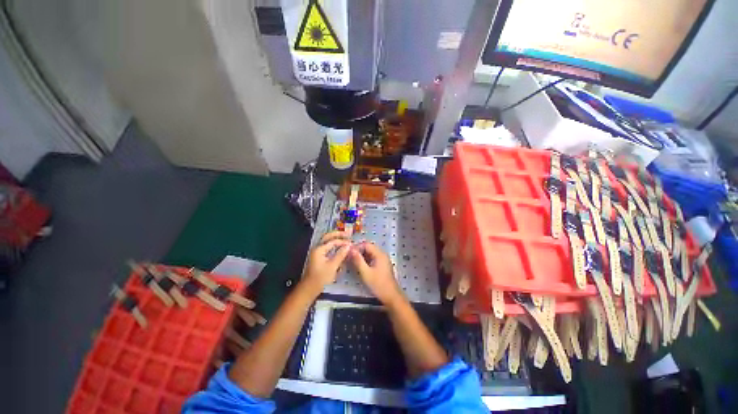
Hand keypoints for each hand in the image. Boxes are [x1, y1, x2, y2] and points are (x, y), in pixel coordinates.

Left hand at [302, 231, 350, 295]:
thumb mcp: (332, 266)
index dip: (343, 241)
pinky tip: (339, 247)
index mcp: (319, 249)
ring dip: (335, 238)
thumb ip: (341, 254)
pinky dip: (333, 245)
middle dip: (338, 234)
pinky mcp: (319, 257)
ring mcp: (317, 252)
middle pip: (328, 237)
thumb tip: (348, 246)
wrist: (310, 288)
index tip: (351, 243)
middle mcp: (317, 248)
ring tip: (345, 237)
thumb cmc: (321, 278)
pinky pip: (327, 247)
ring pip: (327, 241)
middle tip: (348, 234)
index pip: (333, 241)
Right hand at [350, 241, 403, 305]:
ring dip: (361, 256)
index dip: (357, 247)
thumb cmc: (378, 284)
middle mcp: (382, 254)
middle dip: (358, 251)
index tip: (348, 253)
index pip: (366, 244)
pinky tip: (360, 266)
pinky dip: (366, 260)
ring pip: (370, 253)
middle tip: (349, 257)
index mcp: (379, 254)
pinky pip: (373, 258)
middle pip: (368, 248)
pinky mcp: (382, 265)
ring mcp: (383, 260)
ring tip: (352, 262)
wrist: (391, 296)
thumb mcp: (365, 273)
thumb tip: (350, 250)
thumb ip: (358, 260)